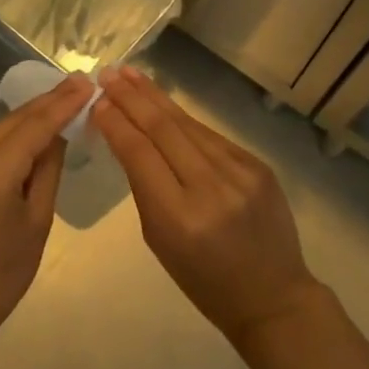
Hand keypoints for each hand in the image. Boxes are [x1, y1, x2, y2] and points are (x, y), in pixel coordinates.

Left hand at [0, 74, 92, 367]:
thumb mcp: (37, 222)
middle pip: (14, 120)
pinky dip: (9, 136)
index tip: (87, 82)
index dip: (63, 103)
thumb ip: (48, 170)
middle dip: (48, 102)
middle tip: (79, 83)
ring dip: (29, 118)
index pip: (35, 126)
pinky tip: (30, 129)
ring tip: (62, 100)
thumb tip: (58, 134)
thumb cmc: (1, 275)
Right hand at [92, 67, 322, 345]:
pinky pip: (210, 136)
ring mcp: (239, 173)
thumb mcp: (159, 240)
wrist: (272, 295)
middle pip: (163, 129)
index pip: (139, 154)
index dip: (116, 122)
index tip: (97, 100)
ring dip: (155, 97)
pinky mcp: (257, 165)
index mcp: (179, 217)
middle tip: (108, 73)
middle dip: (132, 98)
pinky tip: (164, 104)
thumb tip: (125, 136)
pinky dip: (183, 119)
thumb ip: (144, 186)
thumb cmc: (203, 279)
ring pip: (188, 124)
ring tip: (131, 74)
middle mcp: (210, 188)